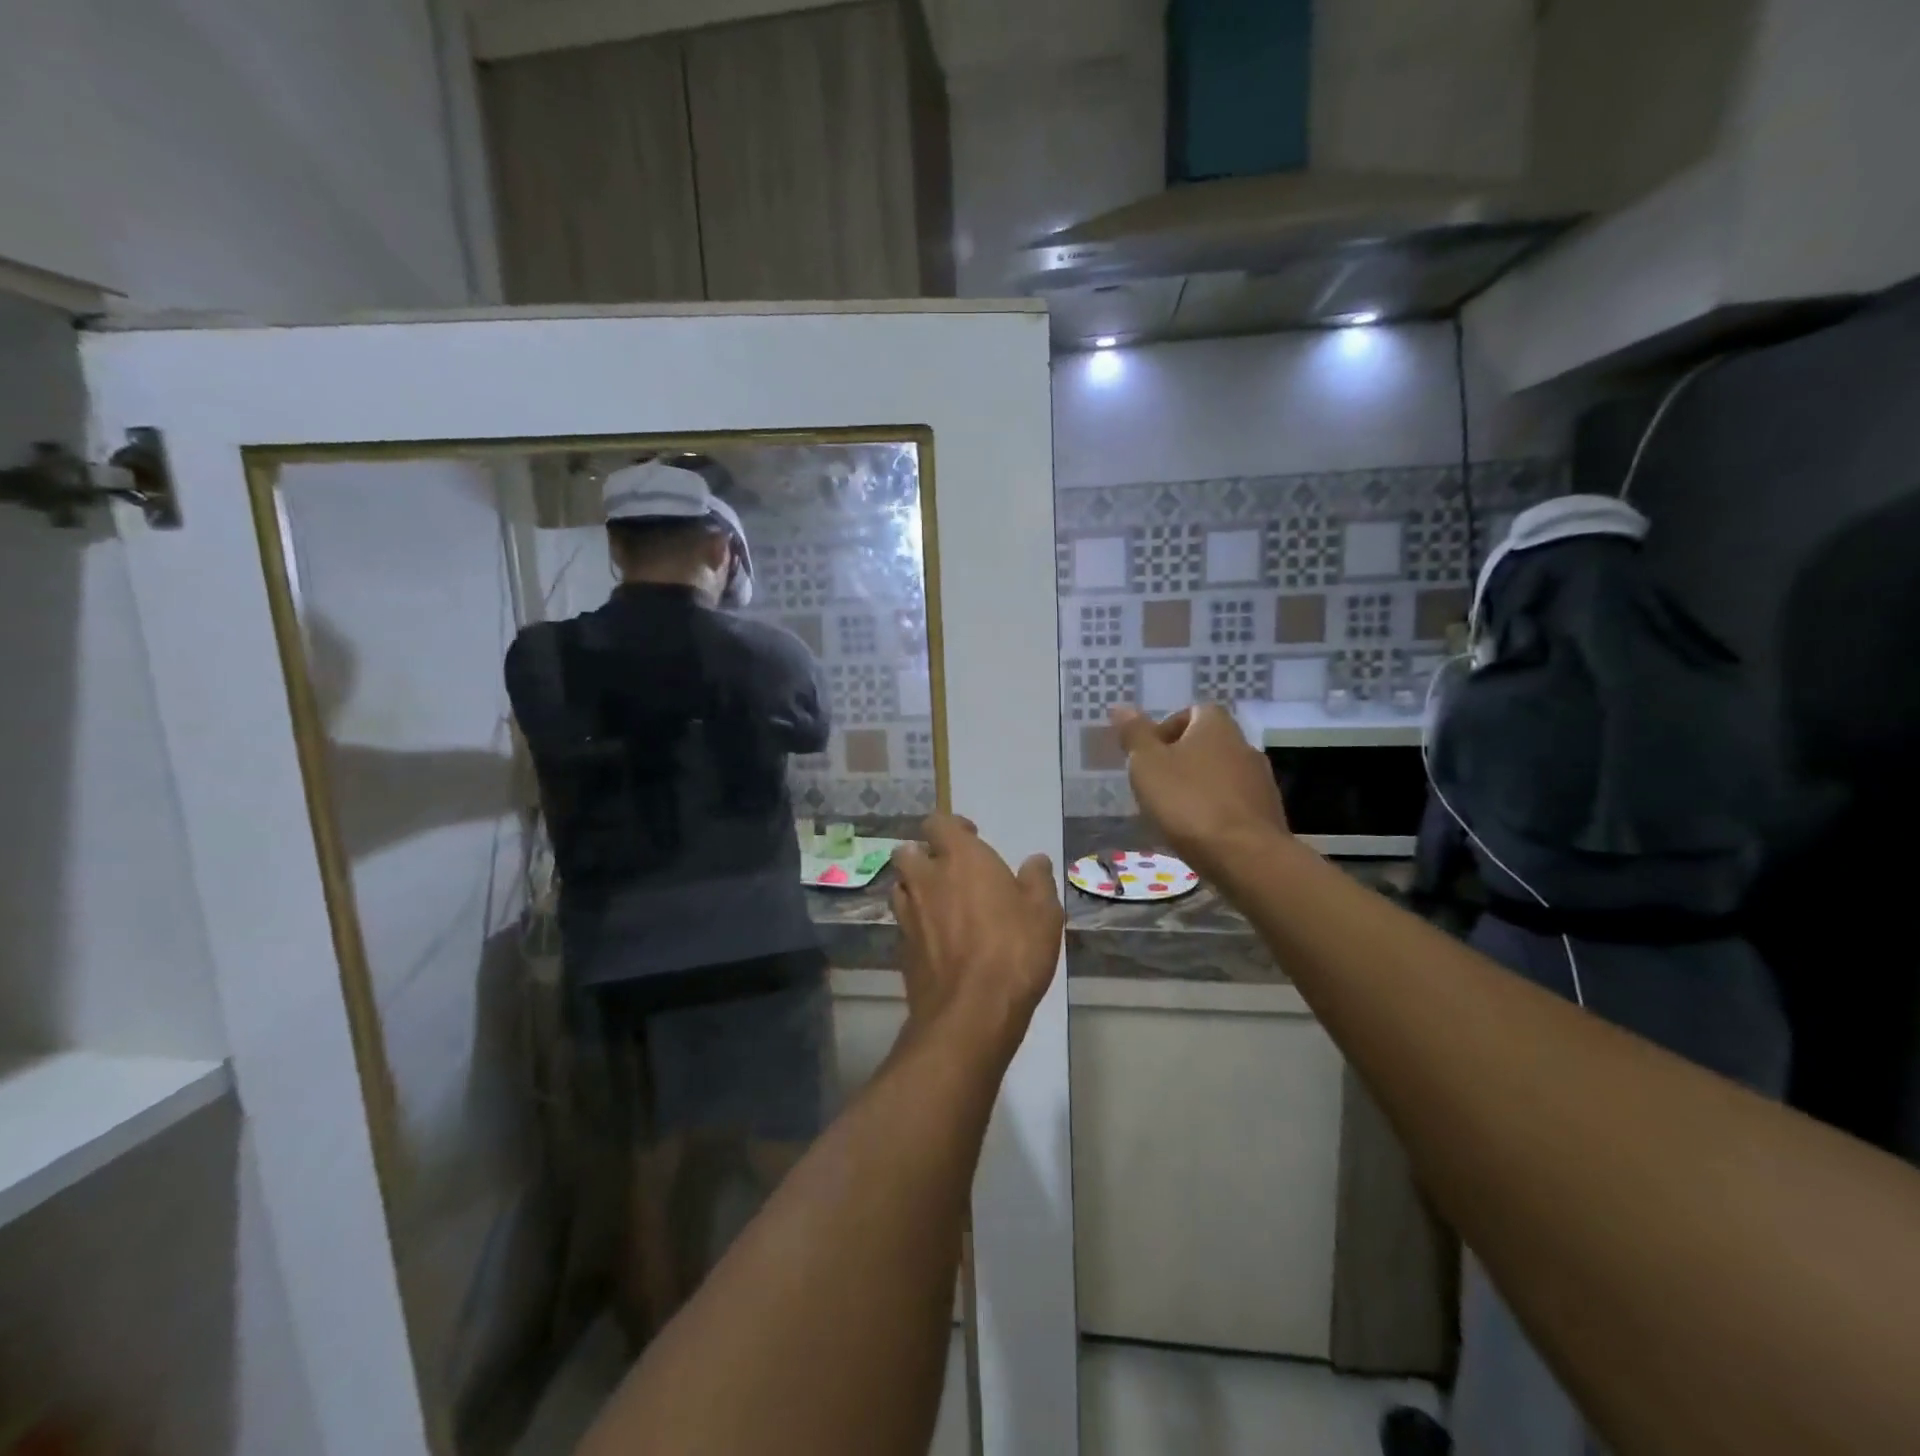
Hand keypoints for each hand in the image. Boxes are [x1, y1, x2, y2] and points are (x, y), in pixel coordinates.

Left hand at [890, 814, 1063, 1058]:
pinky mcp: (901, 948)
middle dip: (922, 854)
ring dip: (914, 887)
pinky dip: (915, 923)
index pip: (938, 823)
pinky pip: (903, 922)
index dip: (952, 827)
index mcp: (960, 858)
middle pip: (907, 852)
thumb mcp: (1044, 912)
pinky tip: (936, 939)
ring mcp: (908, 914)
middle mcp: (926, 879)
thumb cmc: (1014, 951)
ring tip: (939, 903)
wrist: (971, 1012)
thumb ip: (1038, 880)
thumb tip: (1035, 861)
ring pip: (900, 887)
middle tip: (948, 870)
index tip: (971, 837)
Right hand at [1110, 705, 1289, 876]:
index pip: (1192, 711)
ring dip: (1199, 786)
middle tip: (1155, 784)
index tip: (1148, 755)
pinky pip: (1234, 802)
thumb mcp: (1147, 764)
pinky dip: (1216, 810)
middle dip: (1181, 760)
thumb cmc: (1188, 802)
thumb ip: (1134, 734)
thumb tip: (1120, 707)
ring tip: (1174, 812)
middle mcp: (1243, 745)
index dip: (1167, 729)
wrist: (1245, 856)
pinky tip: (1199, 832)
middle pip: (1207, 743)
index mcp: (1215, 726)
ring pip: (1221, 774)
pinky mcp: (1267, 813)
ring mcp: (1261, 780)